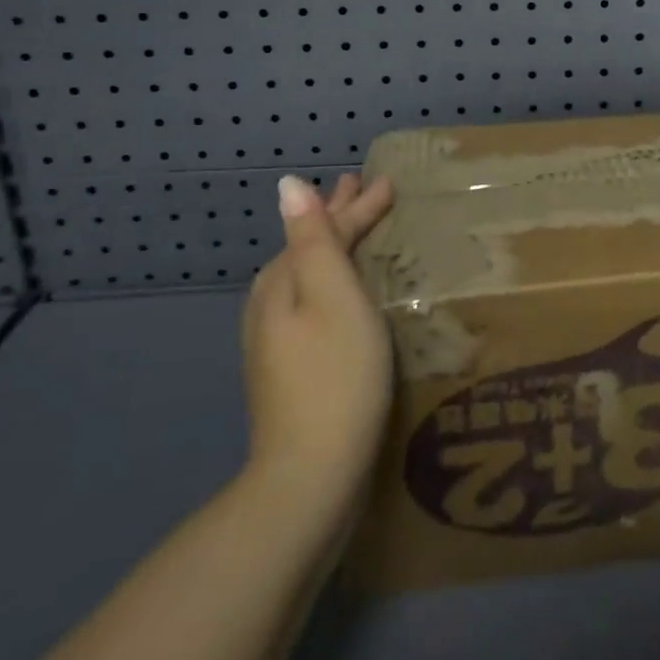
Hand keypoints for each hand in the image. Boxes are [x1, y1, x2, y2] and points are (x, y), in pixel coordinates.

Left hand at [241, 173, 394, 497]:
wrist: (309, 477)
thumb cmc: (335, 376)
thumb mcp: (333, 296)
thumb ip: (315, 239)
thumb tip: (287, 186)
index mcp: (282, 282)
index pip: (322, 229)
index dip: (356, 205)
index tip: (388, 181)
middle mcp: (271, 304)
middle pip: (310, 247)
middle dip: (337, 216)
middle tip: (360, 188)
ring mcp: (275, 340)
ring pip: (309, 273)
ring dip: (333, 244)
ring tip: (353, 226)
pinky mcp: (289, 367)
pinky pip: (312, 299)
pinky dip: (331, 278)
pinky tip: (341, 289)